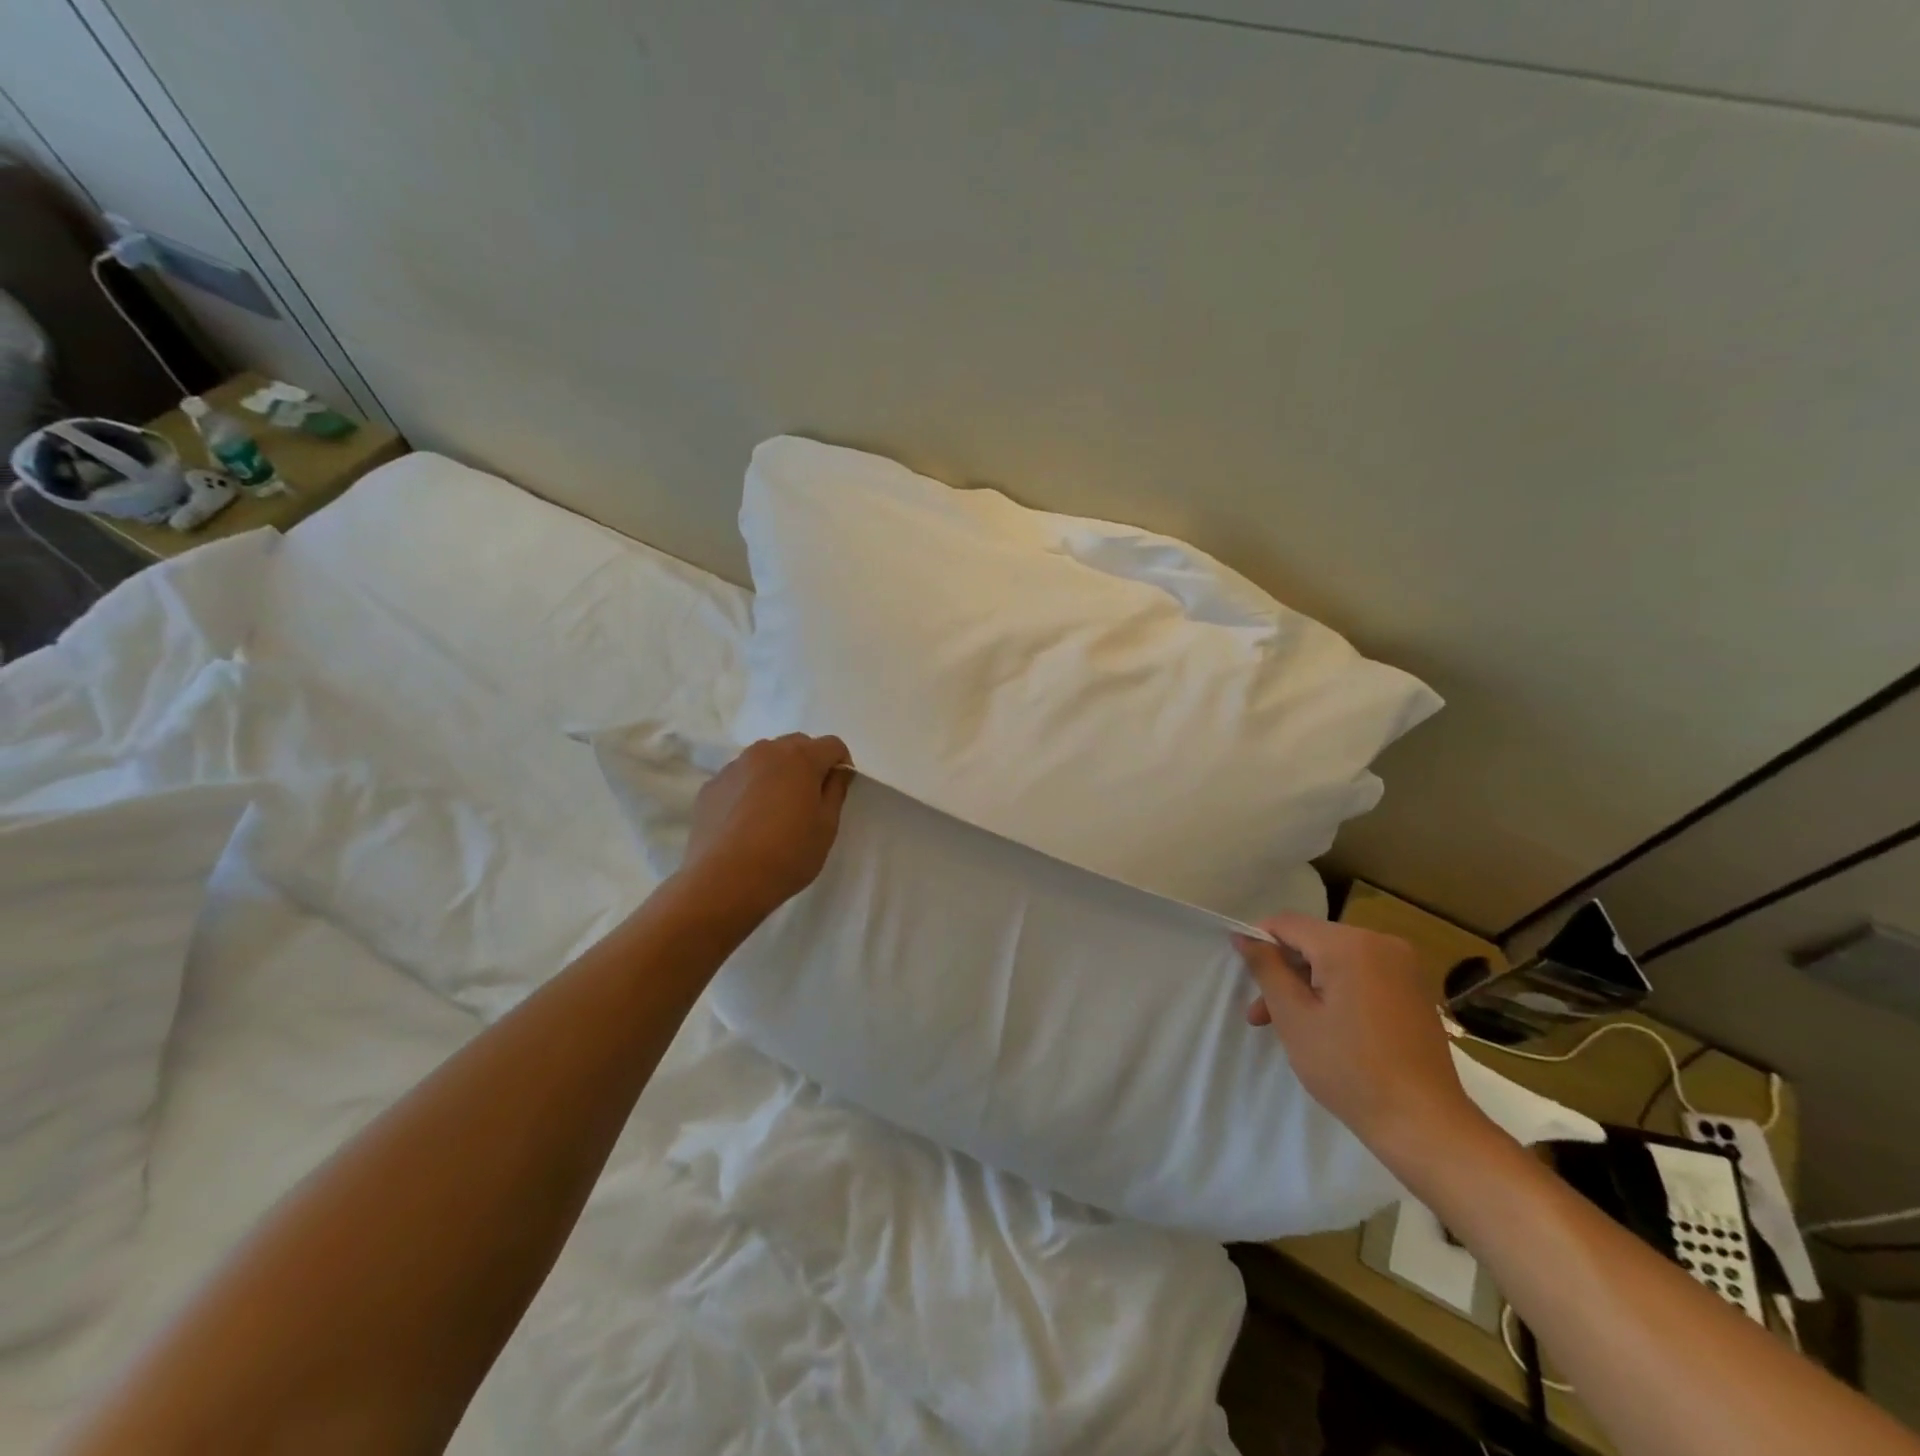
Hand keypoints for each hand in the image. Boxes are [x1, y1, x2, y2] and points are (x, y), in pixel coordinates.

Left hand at [677, 734, 852, 922]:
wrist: (724, 881)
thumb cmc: (787, 854)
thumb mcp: (827, 827)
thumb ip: (836, 791)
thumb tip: (837, 771)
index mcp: (800, 758)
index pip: (832, 745)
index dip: (841, 764)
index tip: (837, 790)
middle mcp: (765, 752)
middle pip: (796, 745)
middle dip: (808, 763)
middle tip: (808, 799)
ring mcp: (734, 767)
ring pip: (764, 759)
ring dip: (777, 773)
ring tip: (775, 810)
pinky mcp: (711, 786)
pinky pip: (739, 778)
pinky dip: (749, 789)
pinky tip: (747, 822)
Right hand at [1235, 913, 1480, 1154]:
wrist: (1425, 1124)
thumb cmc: (1349, 1068)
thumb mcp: (1293, 1017)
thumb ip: (1266, 968)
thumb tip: (1244, 936)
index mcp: (1350, 944)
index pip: (1288, 923)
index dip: (1259, 943)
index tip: (1247, 979)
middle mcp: (1381, 942)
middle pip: (1313, 941)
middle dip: (1284, 973)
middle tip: (1262, 1016)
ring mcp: (1403, 966)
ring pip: (1335, 959)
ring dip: (1308, 985)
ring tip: (1290, 1026)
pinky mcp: (1414, 989)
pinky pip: (1361, 974)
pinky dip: (1338, 991)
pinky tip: (1329, 1027)